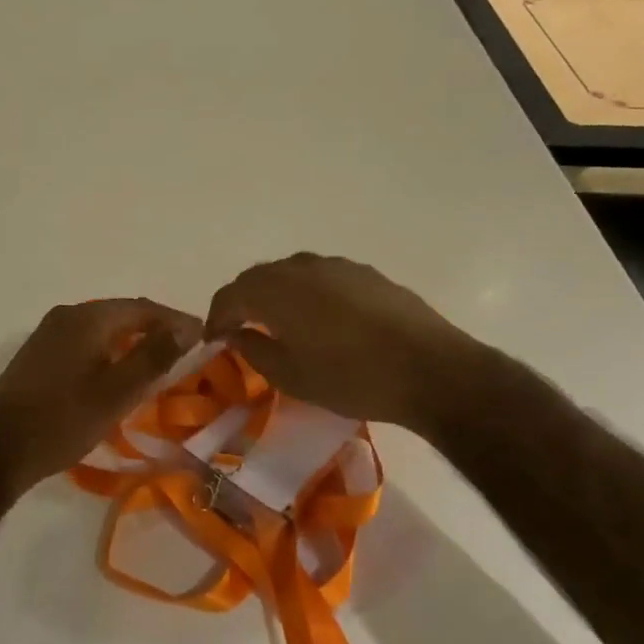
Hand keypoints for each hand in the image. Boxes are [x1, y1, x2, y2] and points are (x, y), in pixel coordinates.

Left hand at [0, 298, 201, 496]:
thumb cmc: (62, 421)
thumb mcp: (116, 393)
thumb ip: (153, 357)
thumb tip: (186, 327)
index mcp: (87, 318)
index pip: (142, 308)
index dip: (175, 320)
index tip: (203, 335)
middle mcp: (67, 315)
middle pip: (121, 313)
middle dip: (154, 328)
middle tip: (184, 349)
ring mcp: (48, 332)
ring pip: (102, 327)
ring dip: (131, 339)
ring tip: (158, 361)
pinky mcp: (38, 353)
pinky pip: (84, 340)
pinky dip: (109, 350)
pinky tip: (118, 371)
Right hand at [205, 253, 499, 429]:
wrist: (430, 369)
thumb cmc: (352, 378)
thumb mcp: (293, 377)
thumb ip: (255, 351)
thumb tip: (236, 335)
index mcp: (275, 290)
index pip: (230, 295)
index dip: (216, 317)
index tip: (213, 339)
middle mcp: (301, 267)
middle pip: (258, 277)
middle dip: (243, 301)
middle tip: (240, 329)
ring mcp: (336, 265)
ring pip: (290, 272)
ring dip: (275, 293)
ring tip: (278, 322)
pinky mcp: (365, 273)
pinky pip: (320, 276)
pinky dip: (306, 292)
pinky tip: (319, 317)